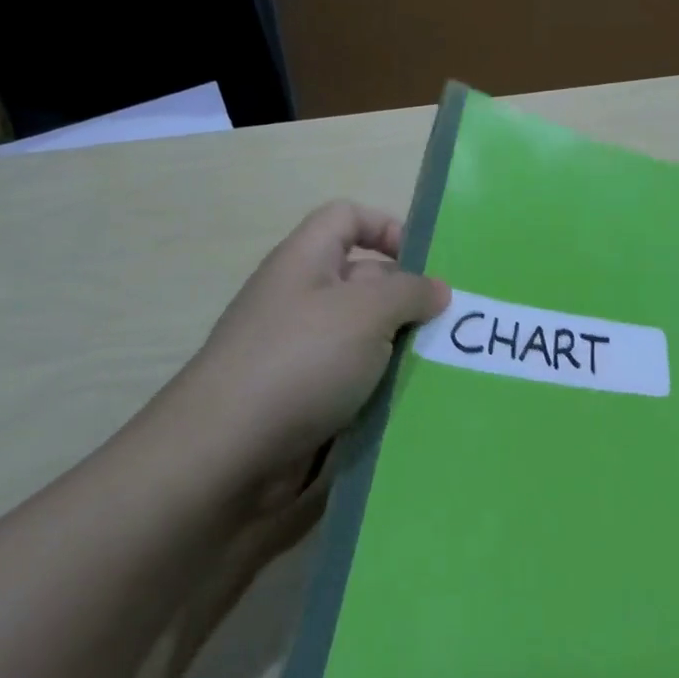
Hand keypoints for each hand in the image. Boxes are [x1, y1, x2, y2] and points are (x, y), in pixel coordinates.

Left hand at [150, 201, 448, 496]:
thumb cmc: (299, 362)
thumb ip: (410, 292)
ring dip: (405, 351)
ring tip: (448, 367)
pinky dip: (387, 390)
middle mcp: (303, 301)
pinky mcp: (307, 402)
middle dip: (411, 300)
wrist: (223, 459)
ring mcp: (303, 355)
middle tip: (455, 325)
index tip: (426, 264)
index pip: (347, 218)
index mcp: (306, 262)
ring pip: (370, 338)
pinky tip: (419, 403)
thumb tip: (437, 291)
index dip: (387, 227)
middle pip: (368, 281)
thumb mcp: (366, 312)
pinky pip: (358, 384)